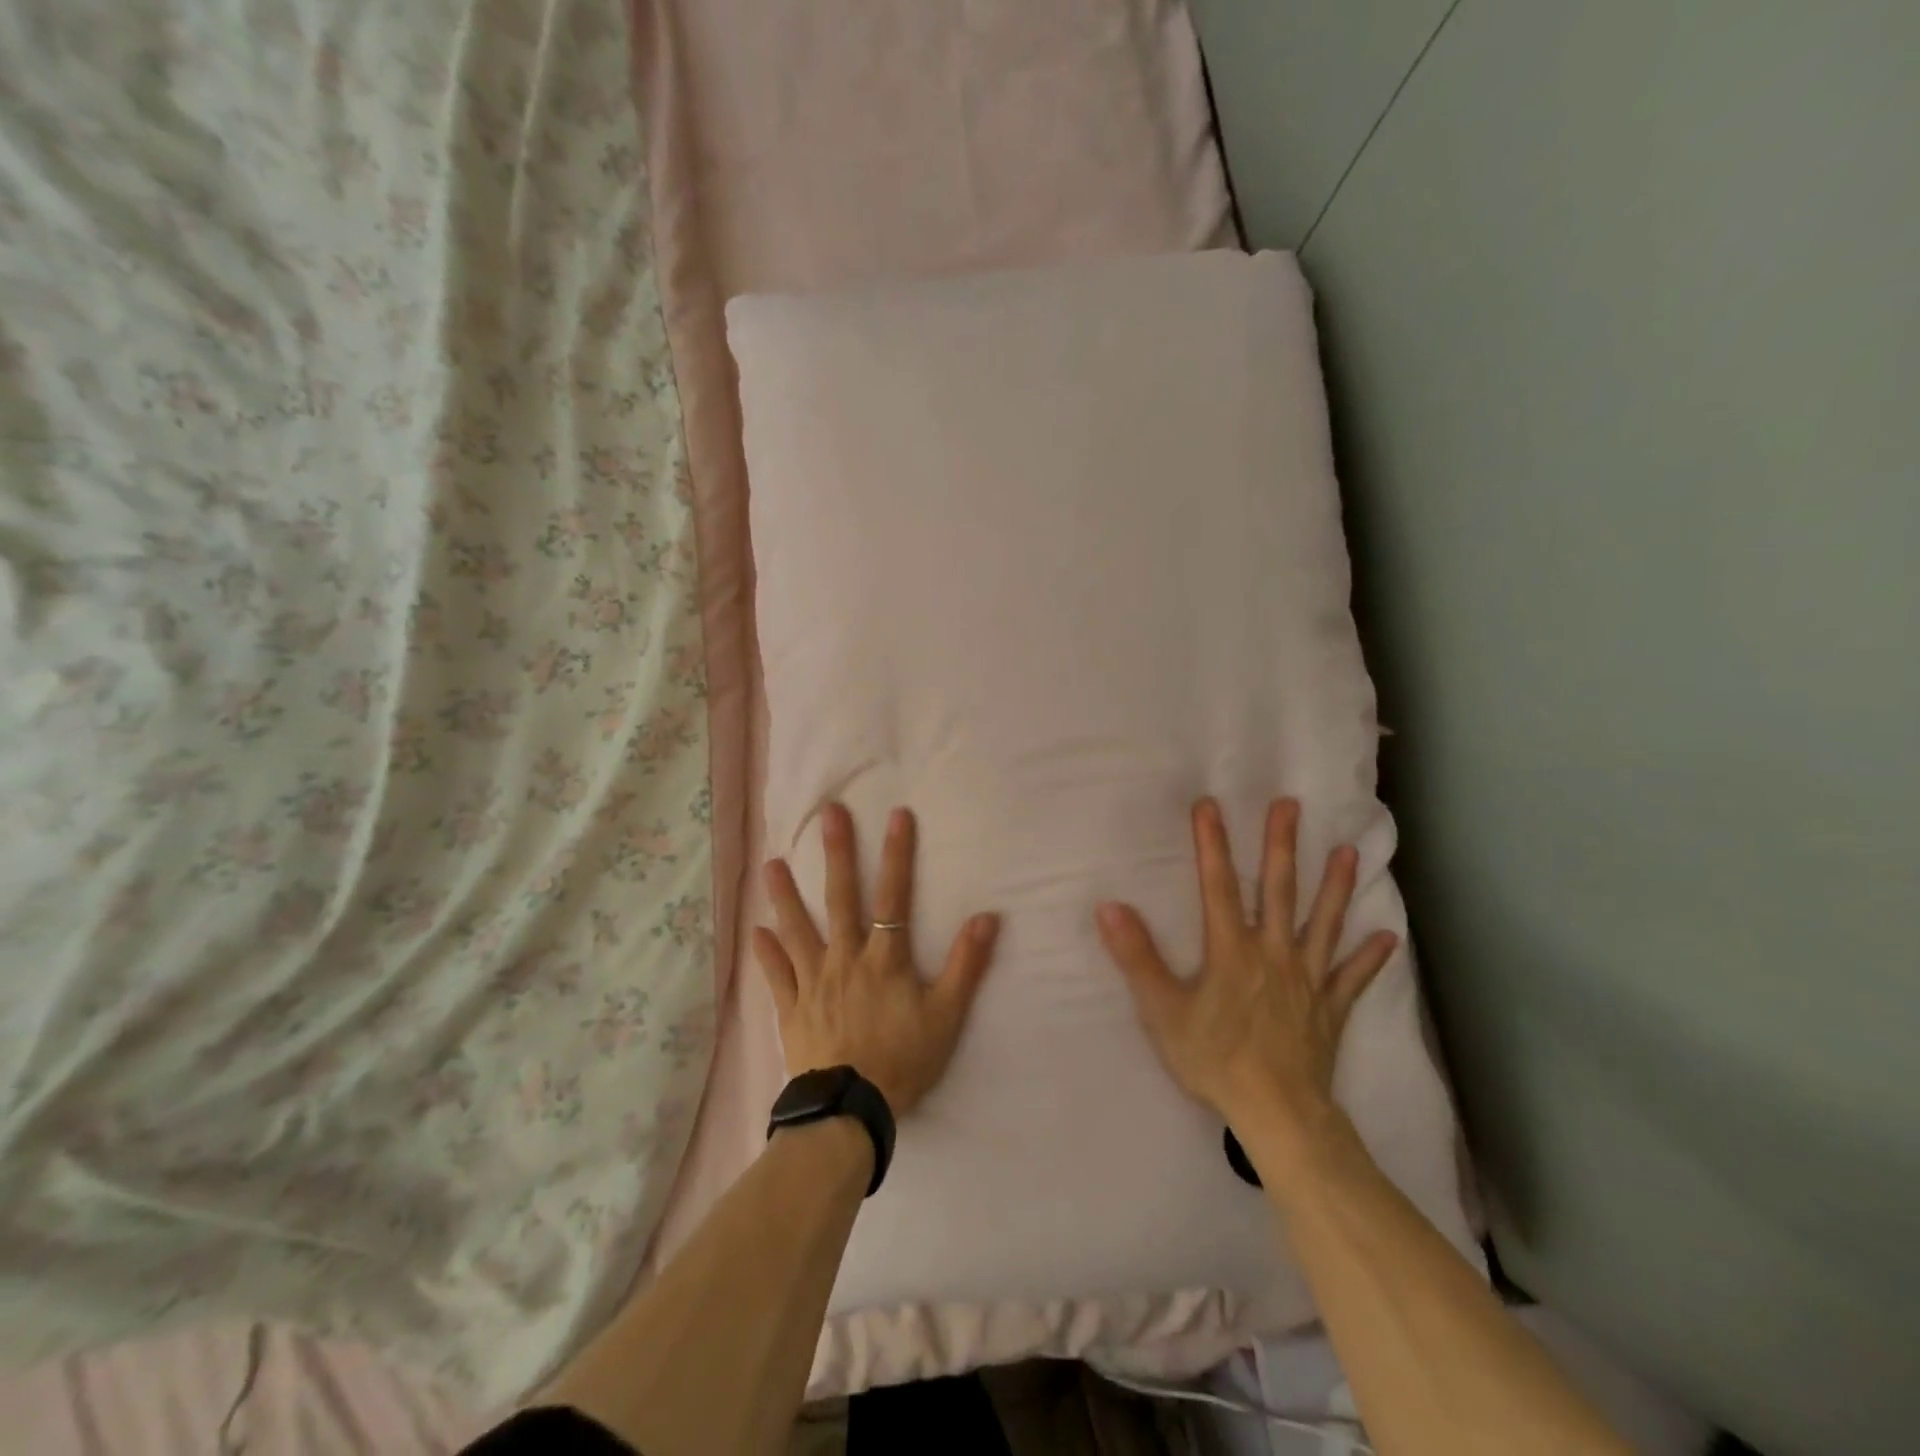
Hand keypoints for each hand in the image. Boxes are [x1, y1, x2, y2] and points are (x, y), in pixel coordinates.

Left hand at [754, 803, 1001, 1115]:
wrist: (851, 1110)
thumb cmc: (903, 1061)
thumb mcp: (947, 1016)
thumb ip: (967, 966)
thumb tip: (987, 917)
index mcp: (884, 959)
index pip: (895, 896)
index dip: (898, 855)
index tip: (897, 816)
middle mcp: (846, 959)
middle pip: (841, 899)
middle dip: (838, 854)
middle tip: (829, 814)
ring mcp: (814, 983)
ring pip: (798, 930)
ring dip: (785, 896)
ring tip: (771, 864)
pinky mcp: (792, 1010)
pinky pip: (778, 977)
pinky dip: (767, 954)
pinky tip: (755, 932)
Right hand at [1095, 798, 1397, 1179]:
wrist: (1277, 1114)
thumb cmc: (1214, 1059)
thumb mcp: (1162, 1009)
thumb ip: (1136, 956)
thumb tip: (1109, 907)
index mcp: (1231, 950)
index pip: (1218, 885)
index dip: (1212, 843)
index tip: (1209, 804)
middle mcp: (1274, 953)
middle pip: (1279, 891)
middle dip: (1281, 845)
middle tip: (1290, 805)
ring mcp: (1307, 979)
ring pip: (1324, 924)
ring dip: (1335, 887)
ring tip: (1348, 851)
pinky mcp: (1330, 1009)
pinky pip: (1353, 978)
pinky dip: (1370, 958)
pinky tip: (1387, 938)